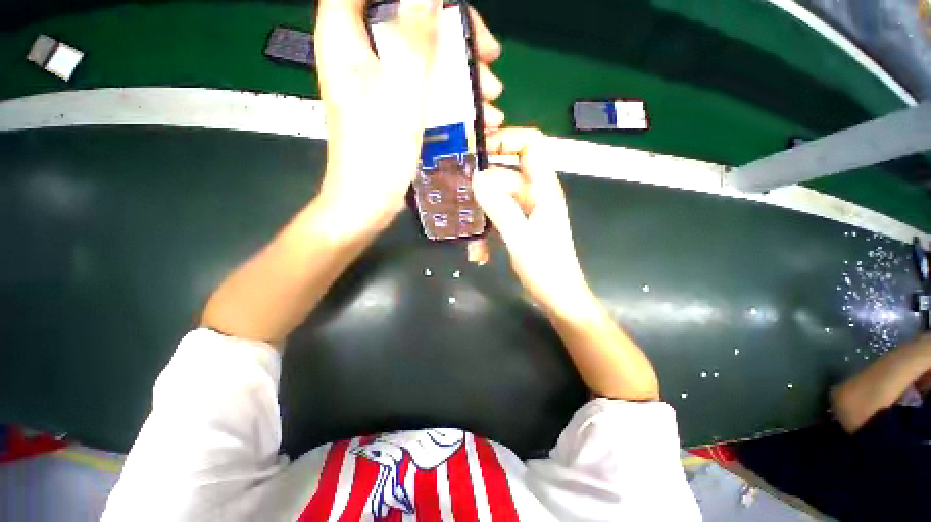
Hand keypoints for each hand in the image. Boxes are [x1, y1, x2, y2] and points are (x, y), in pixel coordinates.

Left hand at [314, 0, 503, 235]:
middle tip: (490, 55)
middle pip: (406, 16)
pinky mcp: (392, 106)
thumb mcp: (401, 92)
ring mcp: (377, 81)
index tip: (449, 8)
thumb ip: (414, 37)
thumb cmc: (378, 152)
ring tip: (492, 96)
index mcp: (345, 37)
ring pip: (423, 54)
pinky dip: (451, 93)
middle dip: (453, 32)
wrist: (367, 201)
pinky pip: (424, 85)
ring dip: (461, 69)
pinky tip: (478, 113)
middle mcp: (359, 52)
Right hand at [473, 129, 594, 315]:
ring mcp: (527, 213)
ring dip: (482, 217)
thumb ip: (499, 206)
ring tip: (469, 240)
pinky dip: (487, 233)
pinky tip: (479, 254)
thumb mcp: (520, 237)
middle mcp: (535, 195)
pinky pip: (498, 220)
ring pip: (498, 201)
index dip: (507, 140)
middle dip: (482, 189)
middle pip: (505, 176)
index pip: (531, 146)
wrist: (559, 298)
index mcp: (543, 189)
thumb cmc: (546, 268)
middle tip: (457, 198)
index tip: (478, 150)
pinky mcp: (520, 228)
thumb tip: (476, 177)